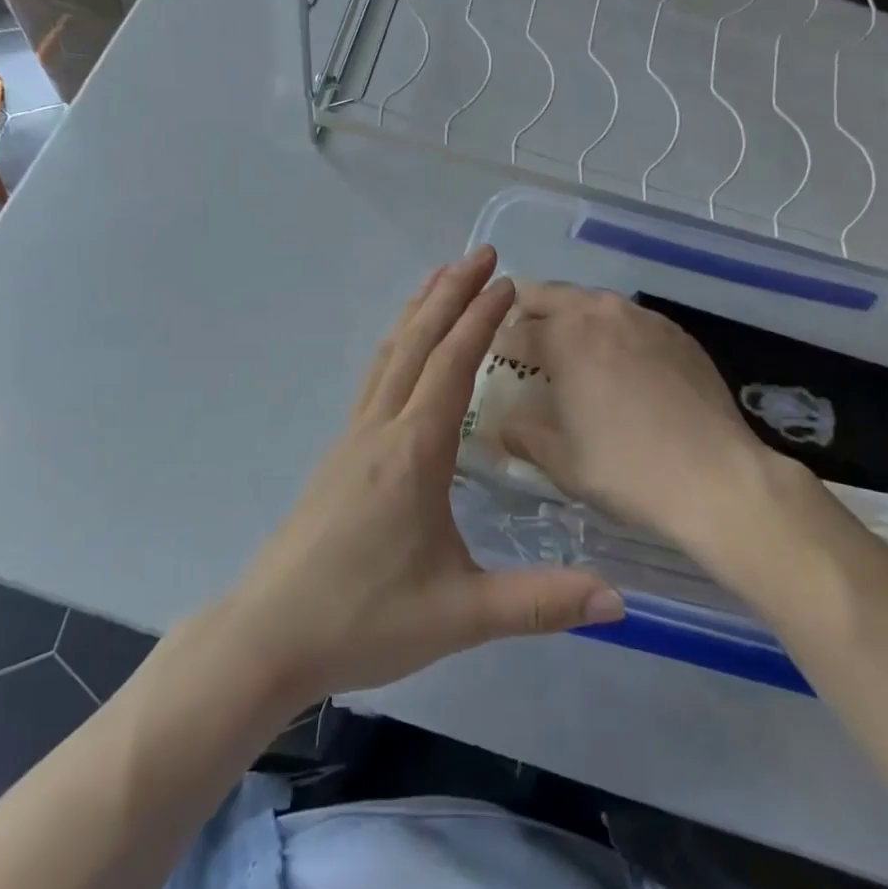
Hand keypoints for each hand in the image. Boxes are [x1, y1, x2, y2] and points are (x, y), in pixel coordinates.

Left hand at [211, 249, 624, 710]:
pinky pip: (374, 379)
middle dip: (449, 292)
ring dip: (417, 311)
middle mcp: (380, 429)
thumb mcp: (460, 614)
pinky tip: (404, 352)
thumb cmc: (364, 619)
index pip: (452, 365)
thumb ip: (540, 602)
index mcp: (413, 451)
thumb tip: (618, 599)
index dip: (480, 319)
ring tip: (440, 277)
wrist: (269, 636)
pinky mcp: (339, 456)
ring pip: (389, 355)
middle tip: (480, 253)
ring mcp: (352, 439)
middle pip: (417, 342)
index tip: (507, 281)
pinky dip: (398, 345)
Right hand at [497, 283, 819, 558]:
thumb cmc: (626, 468)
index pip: (515, 330)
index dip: (497, 345)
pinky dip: (610, 330)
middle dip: (527, 312)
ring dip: (570, 316)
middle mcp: (601, 313)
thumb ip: (522, 433)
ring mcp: (644, 318)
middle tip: (521, 340)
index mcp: (565, 336)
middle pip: (550, 295)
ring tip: (568, 348)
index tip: (493, 360)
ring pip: (592, 301)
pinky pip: (629, 318)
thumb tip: (504, 423)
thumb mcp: (559, 460)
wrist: (716, 478)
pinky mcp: (676, 332)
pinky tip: (618, 362)